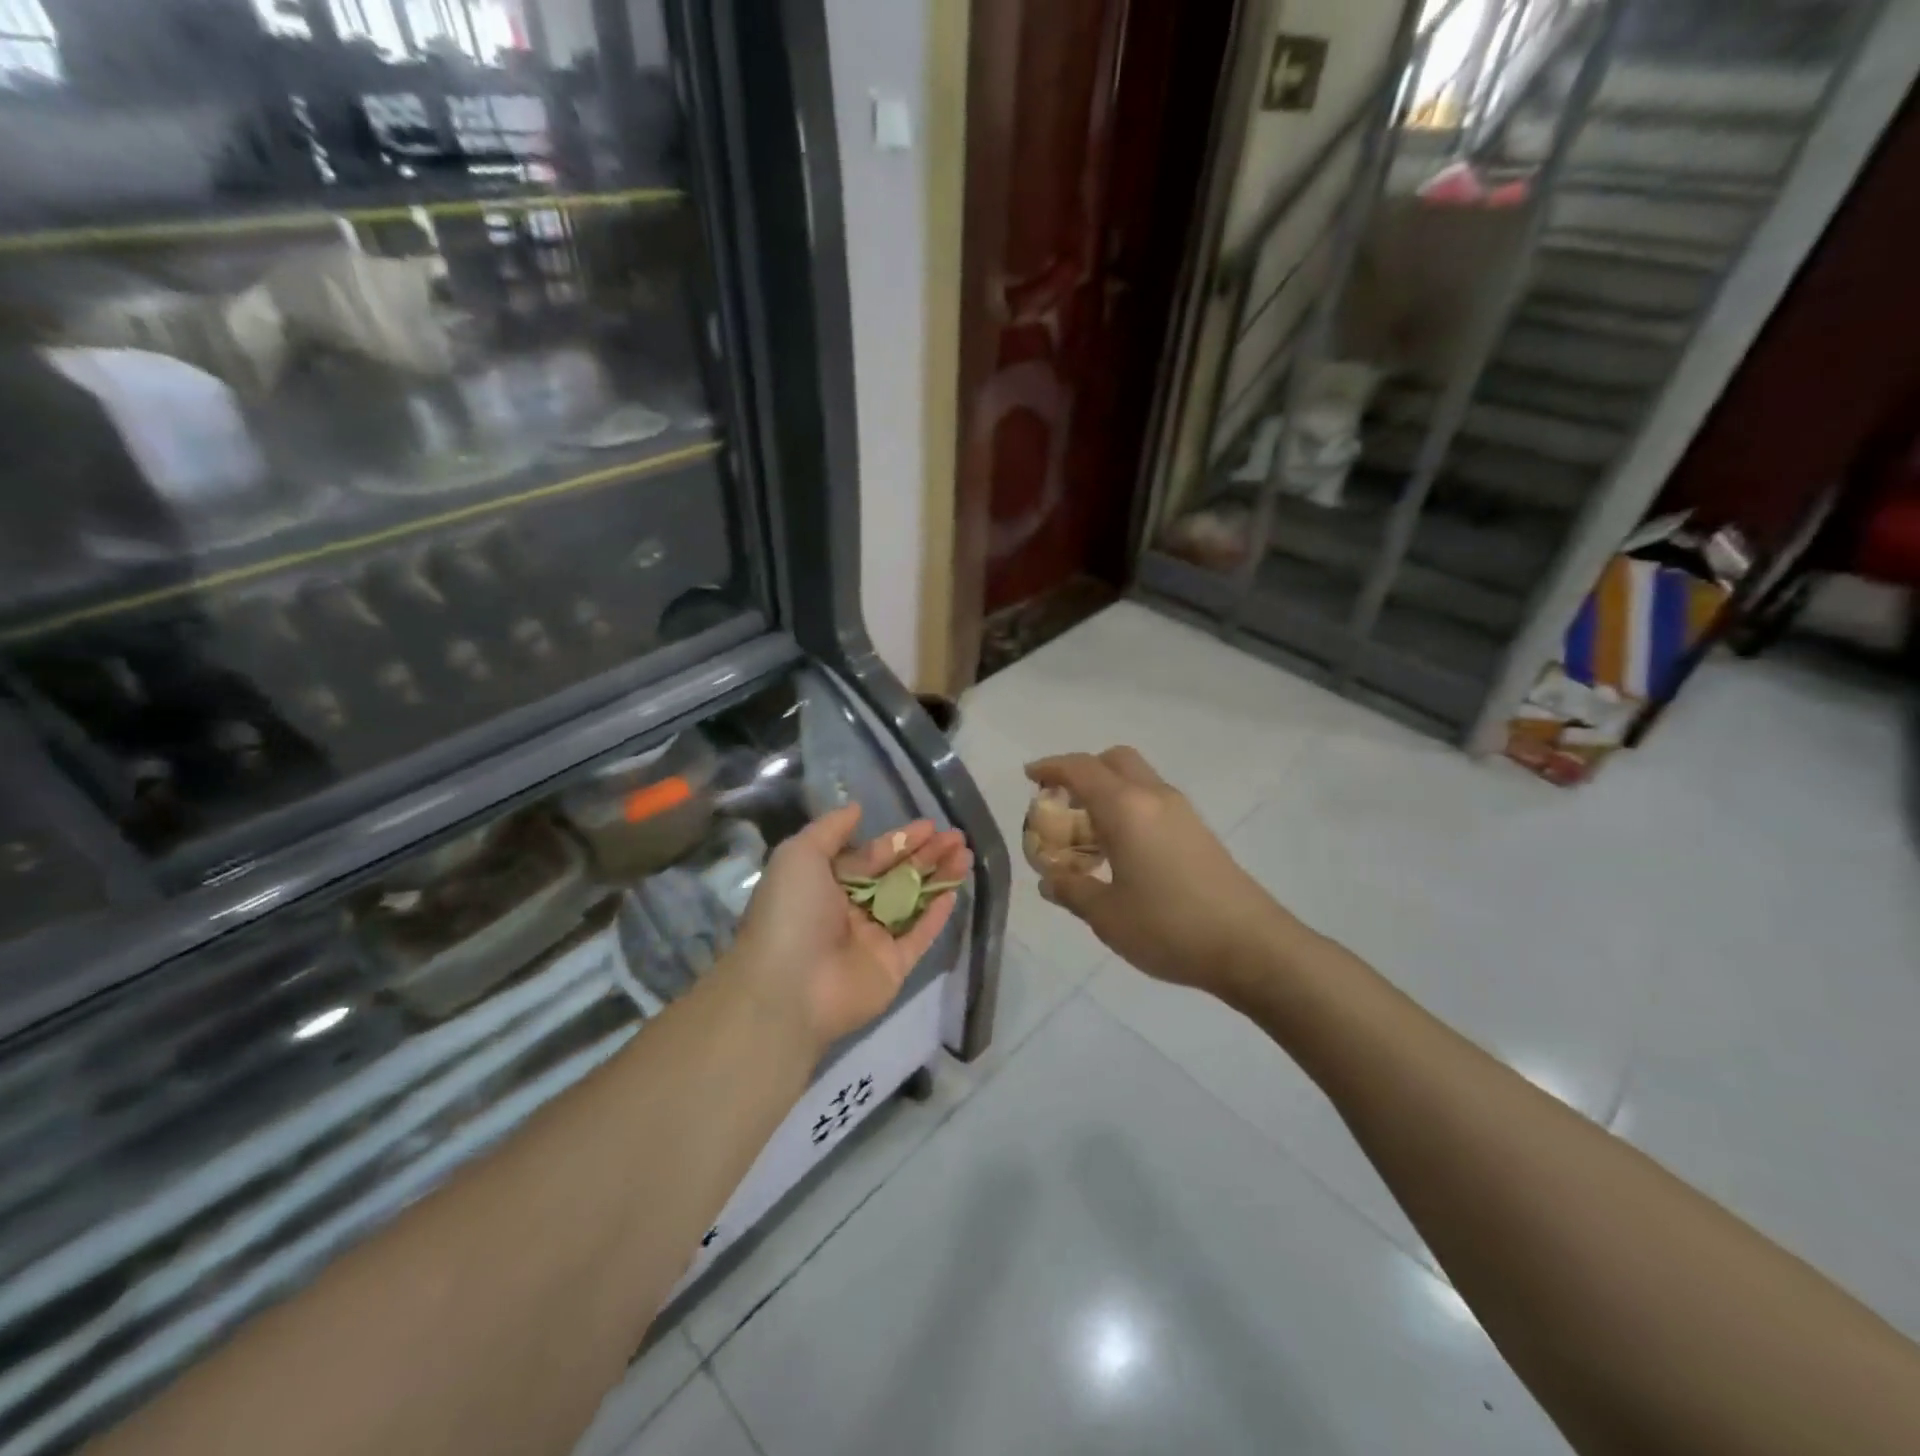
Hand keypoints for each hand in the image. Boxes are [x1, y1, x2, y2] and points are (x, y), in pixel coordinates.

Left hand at [728, 805, 971, 1056]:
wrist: (788, 988)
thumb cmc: (791, 913)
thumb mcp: (799, 856)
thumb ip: (830, 829)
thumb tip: (856, 808)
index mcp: (826, 884)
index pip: (870, 856)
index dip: (900, 840)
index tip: (930, 825)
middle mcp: (850, 909)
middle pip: (896, 875)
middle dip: (926, 854)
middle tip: (956, 837)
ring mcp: (873, 939)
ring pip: (912, 901)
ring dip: (938, 877)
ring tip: (965, 854)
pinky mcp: (892, 966)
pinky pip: (919, 936)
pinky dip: (936, 915)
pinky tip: (955, 892)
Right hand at [1026, 748, 1293, 996]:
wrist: (1252, 946)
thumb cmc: (1169, 927)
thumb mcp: (1106, 916)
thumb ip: (1072, 890)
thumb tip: (1049, 880)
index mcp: (1126, 808)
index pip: (1081, 769)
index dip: (1051, 767)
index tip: (1029, 776)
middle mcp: (1154, 797)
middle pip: (1115, 760)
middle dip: (1084, 770)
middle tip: (1062, 801)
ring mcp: (1182, 813)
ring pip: (1138, 779)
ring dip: (1108, 790)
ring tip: (1088, 832)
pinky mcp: (1199, 832)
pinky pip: (1153, 801)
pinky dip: (1129, 808)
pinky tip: (1122, 850)